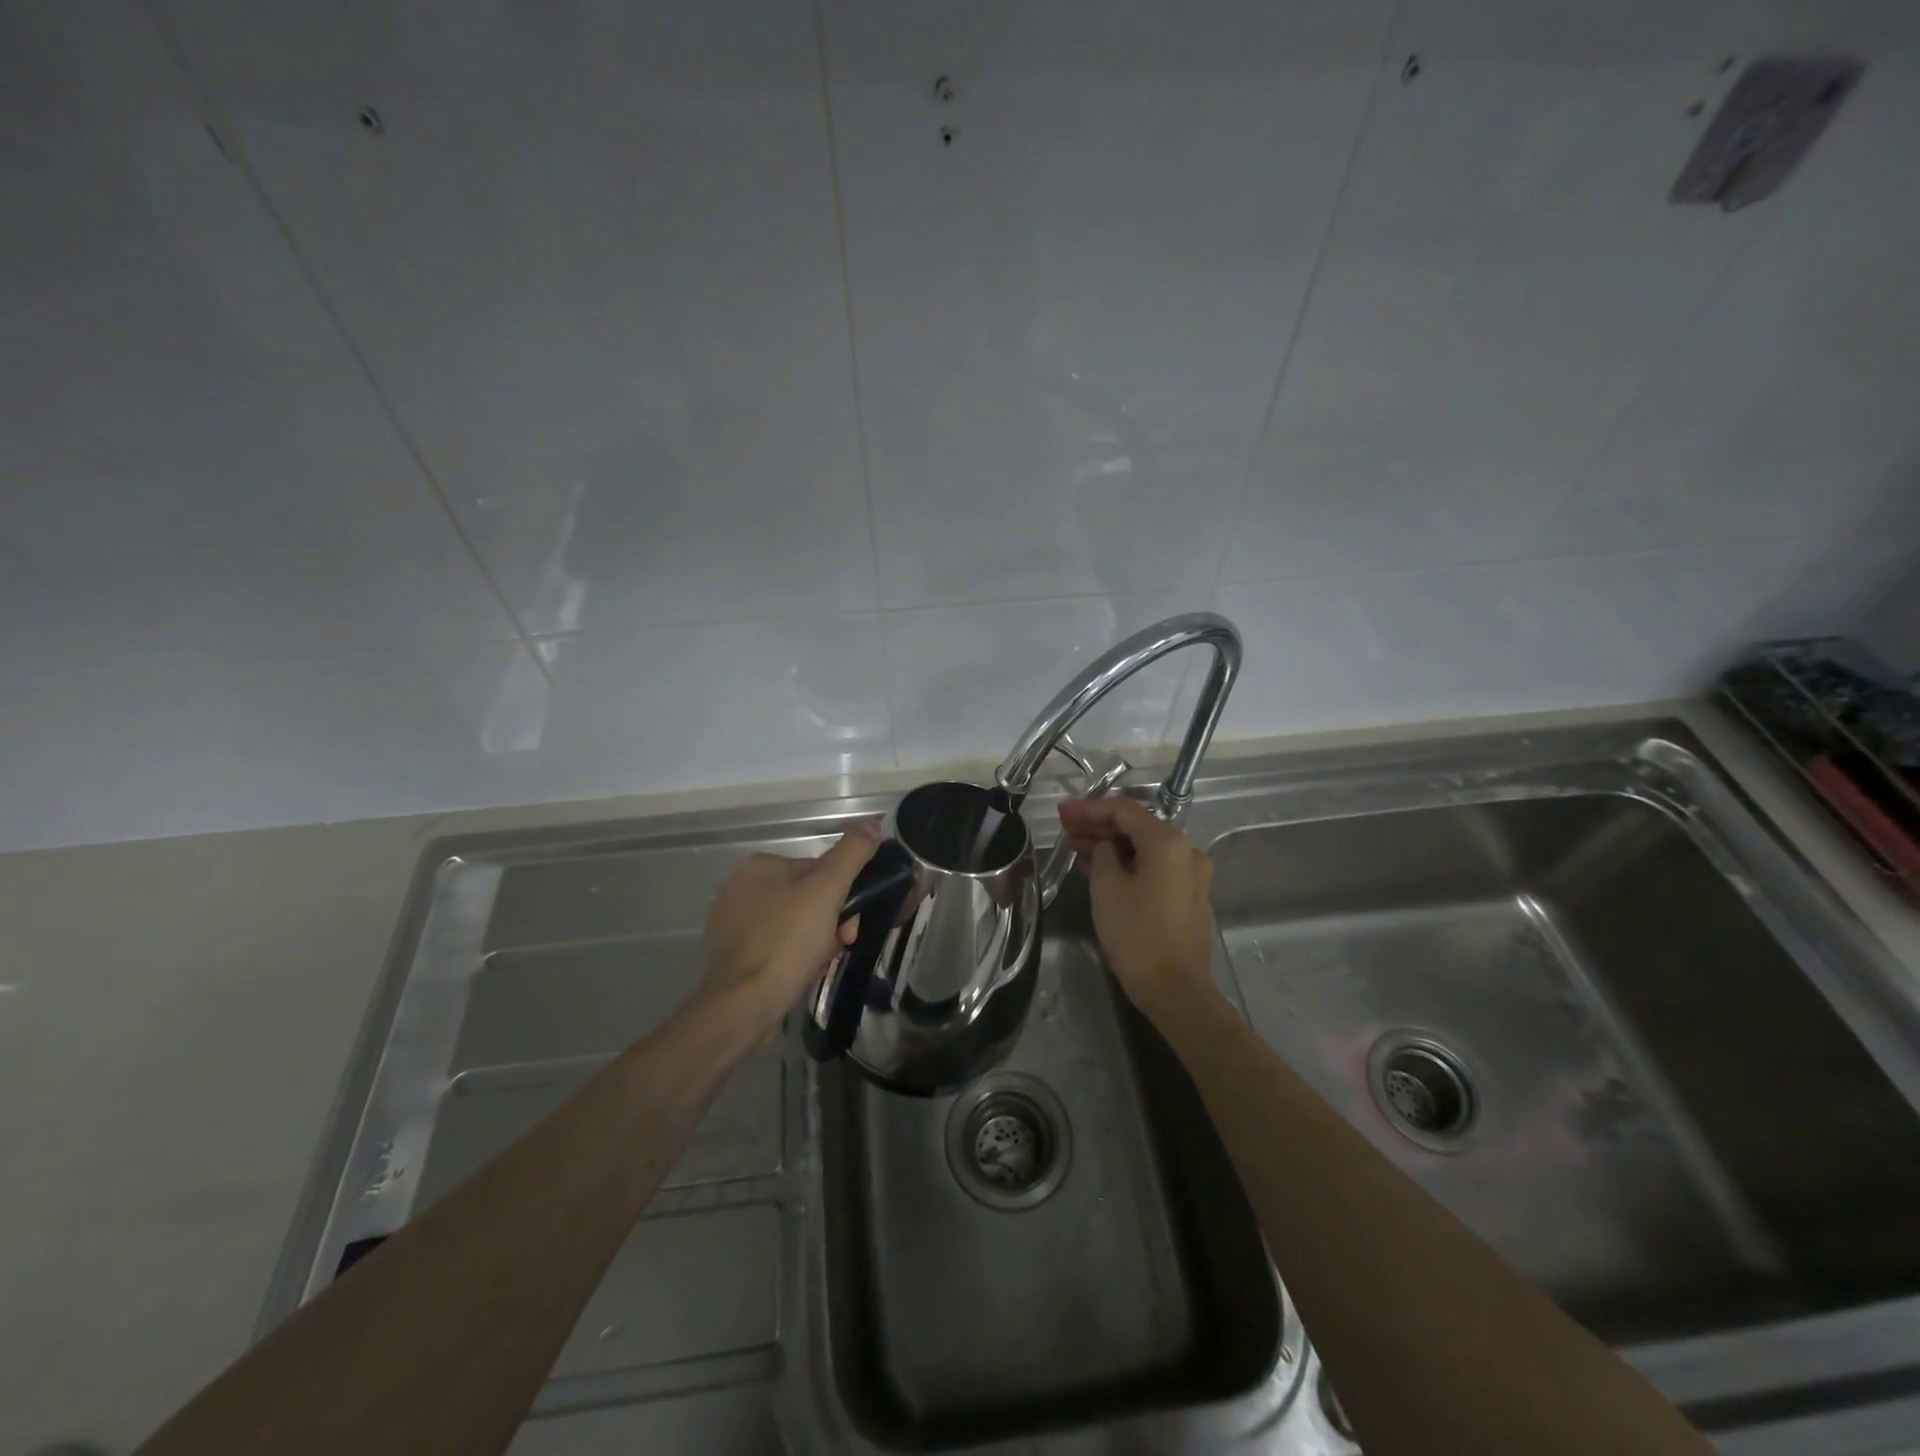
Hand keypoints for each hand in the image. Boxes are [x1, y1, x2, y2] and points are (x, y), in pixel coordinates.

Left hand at [701, 826, 879, 1035]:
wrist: (743, 1006)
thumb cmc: (787, 941)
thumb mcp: (827, 889)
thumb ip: (852, 852)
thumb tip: (873, 823)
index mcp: (759, 865)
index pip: (818, 870)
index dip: (843, 895)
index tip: (853, 921)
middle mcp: (741, 888)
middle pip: (808, 898)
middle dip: (831, 922)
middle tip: (841, 944)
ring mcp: (733, 924)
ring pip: (796, 925)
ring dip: (817, 942)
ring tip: (820, 963)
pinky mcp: (733, 956)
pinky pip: (778, 947)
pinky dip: (795, 958)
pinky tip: (801, 974)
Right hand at [1058, 796, 1216, 1020]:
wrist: (1176, 990)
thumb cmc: (1137, 934)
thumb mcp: (1107, 888)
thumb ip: (1102, 854)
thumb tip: (1106, 847)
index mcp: (1168, 842)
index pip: (1124, 810)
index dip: (1089, 808)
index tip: (1062, 812)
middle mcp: (1186, 852)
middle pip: (1136, 828)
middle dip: (1098, 826)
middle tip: (1064, 828)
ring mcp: (1190, 876)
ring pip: (1144, 850)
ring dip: (1111, 847)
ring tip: (1075, 848)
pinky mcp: (1187, 898)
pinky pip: (1153, 869)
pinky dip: (1127, 865)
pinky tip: (1099, 870)